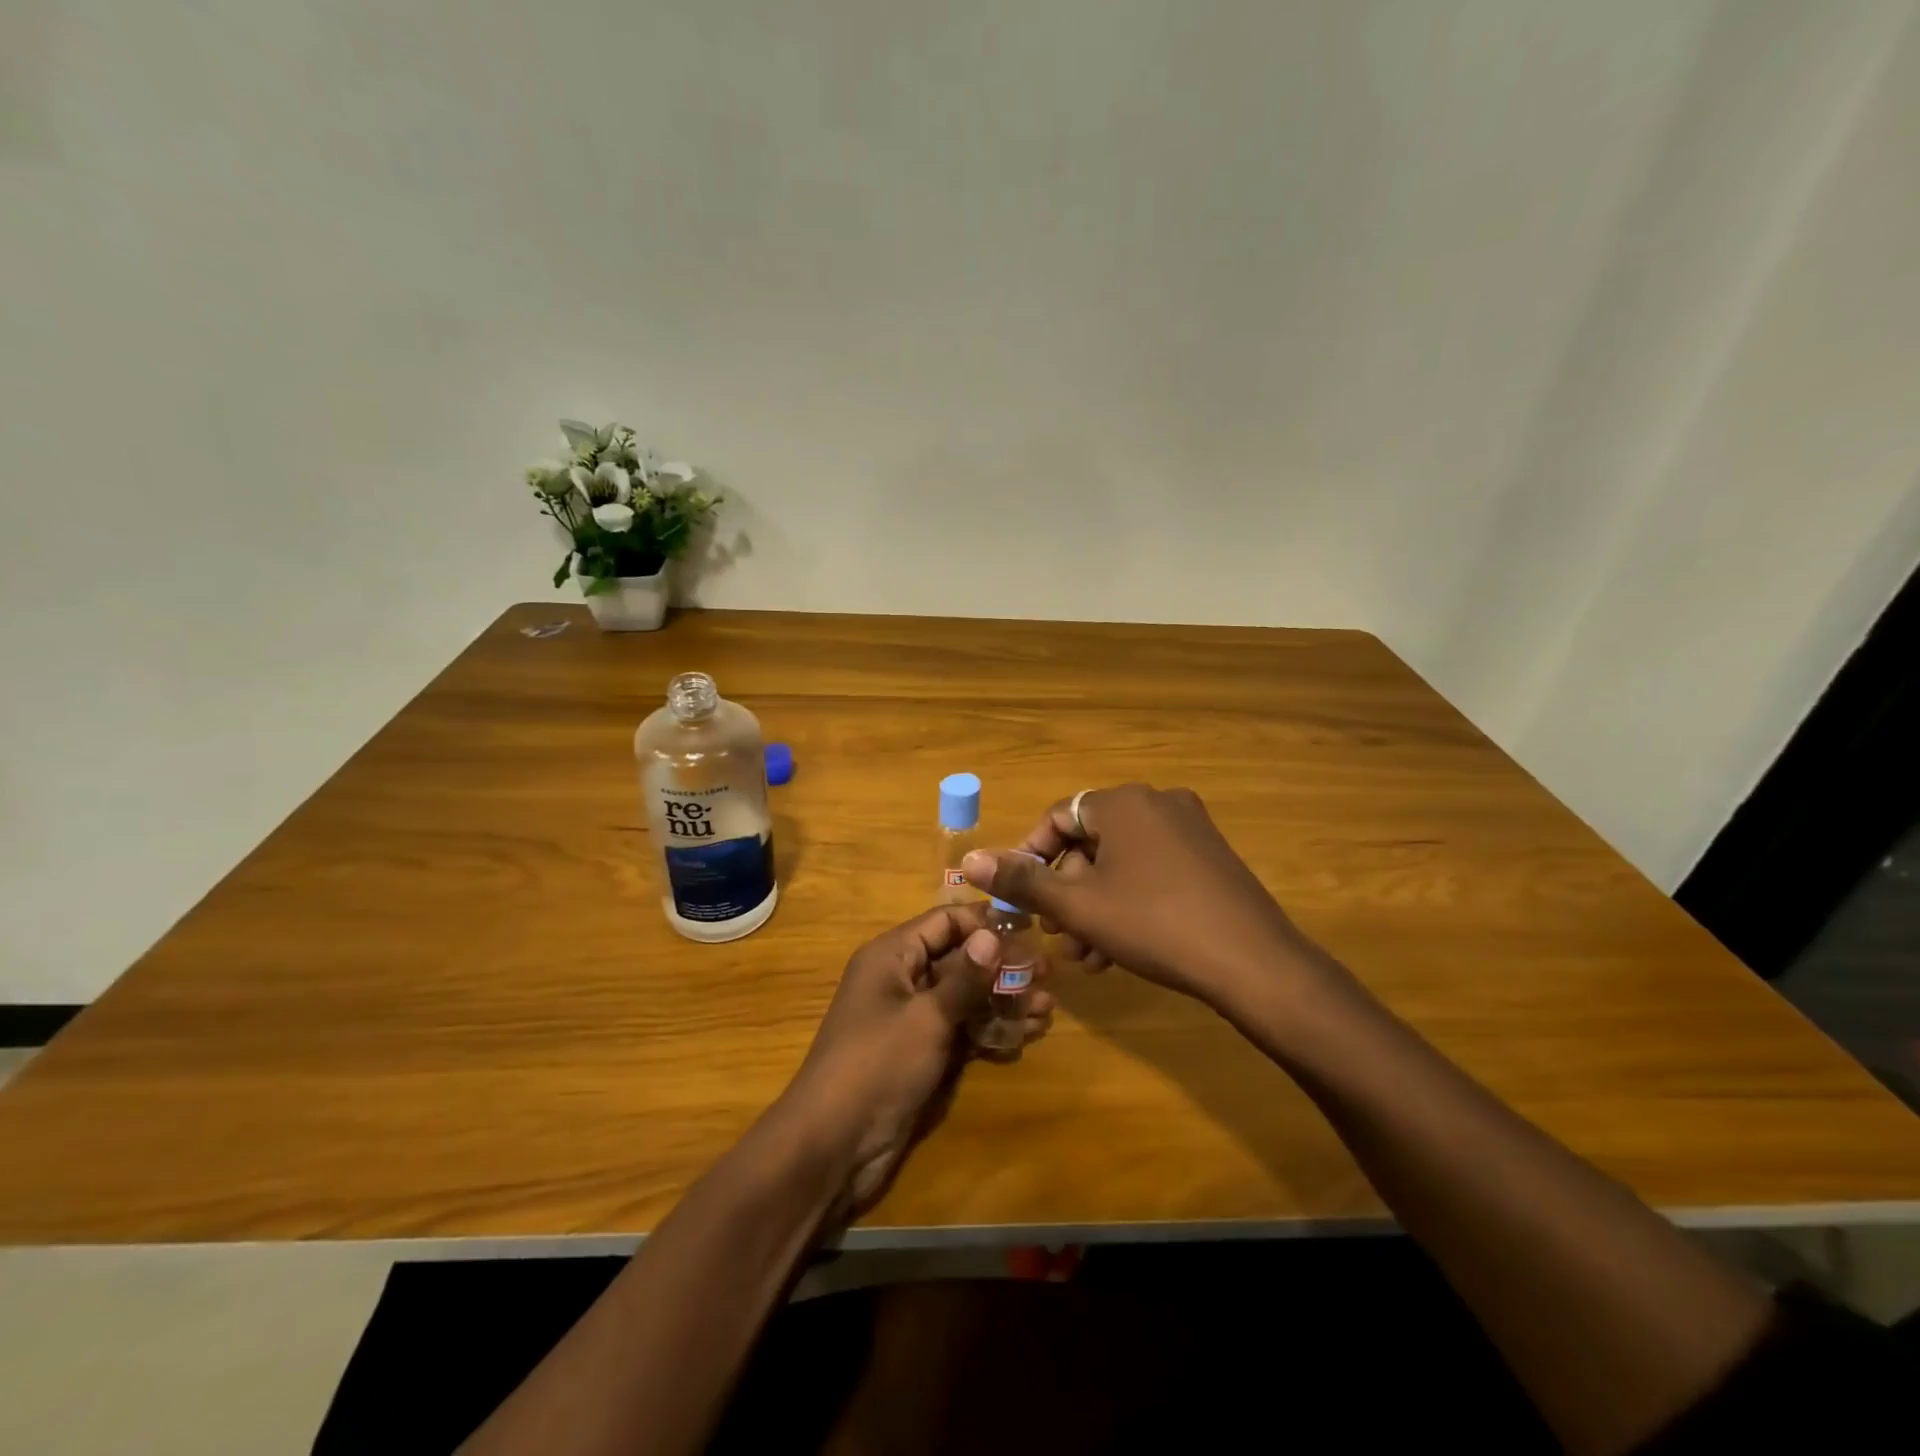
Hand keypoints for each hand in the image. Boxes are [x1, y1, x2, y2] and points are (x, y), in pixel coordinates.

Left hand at [786, 904, 1053, 1212]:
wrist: (834, 1143)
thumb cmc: (878, 1064)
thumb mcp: (926, 1017)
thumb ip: (965, 977)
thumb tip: (993, 933)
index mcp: (892, 955)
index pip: (945, 921)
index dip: (985, 923)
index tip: (1030, 930)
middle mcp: (901, 978)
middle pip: (958, 958)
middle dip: (1001, 966)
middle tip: (1048, 974)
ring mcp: (911, 1017)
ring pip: (964, 996)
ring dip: (1002, 1000)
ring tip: (1047, 1007)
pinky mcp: (920, 1052)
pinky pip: (960, 1028)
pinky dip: (990, 1028)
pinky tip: (1027, 1033)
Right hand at [962, 783, 1329, 1008]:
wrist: (1253, 962)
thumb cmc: (1153, 924)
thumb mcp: (1078, 906)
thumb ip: (1021, 882)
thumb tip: (969, 860)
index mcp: (1123, 802)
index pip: (1057, 817)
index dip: (1030, 858)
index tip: (1023, 900)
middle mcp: (1158, 802)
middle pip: (1091, 842)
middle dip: (1067, 893)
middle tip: (1057, 936)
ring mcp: (1191, 828)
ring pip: (1122, 863)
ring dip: (1095, 906)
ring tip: (1086, 956)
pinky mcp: (1211, 857)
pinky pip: (1153, 870)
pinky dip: (1130, 902)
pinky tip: (1120, 952)